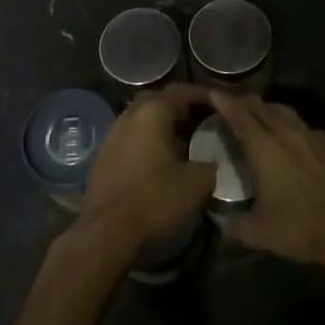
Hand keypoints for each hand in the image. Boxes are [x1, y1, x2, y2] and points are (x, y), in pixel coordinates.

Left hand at [78, 84, 217, 249]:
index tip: (222, 103)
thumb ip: (210, 164)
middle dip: (181, 108)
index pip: (182, 91)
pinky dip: (147, 142)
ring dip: (162, 126)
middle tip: (202, 121)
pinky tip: (159, 161)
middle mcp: (129, 115)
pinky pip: (131, 138)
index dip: (204, 95)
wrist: (106, 233)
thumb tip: (210, 161)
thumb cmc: (155, 200)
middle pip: (159, 101)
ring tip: (184, 143)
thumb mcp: (197, 183)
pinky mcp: (102, 156)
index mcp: (152, 112)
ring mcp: (112, 135)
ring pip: (142, 120)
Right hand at [208, 91, 324, 269]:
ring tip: (257, 111)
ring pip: (282, 110)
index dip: (223, 101)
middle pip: (259, 107)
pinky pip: (300, 123)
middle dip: (242, 101)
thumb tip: (221, 219)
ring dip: (266, 107)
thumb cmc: (297, 228)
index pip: (238, 115)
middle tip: (229, 101)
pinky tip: (288, 132)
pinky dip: (287, 121)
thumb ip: (233, 223)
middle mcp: (284, 132)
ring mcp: (309, 135)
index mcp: (263, 147)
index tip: (211, 92)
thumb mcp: (257, 232)